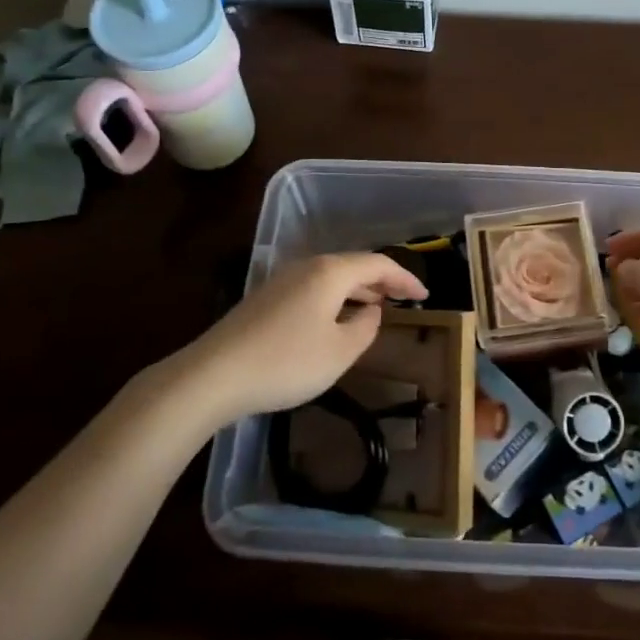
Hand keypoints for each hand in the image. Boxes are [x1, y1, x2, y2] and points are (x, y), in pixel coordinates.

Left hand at [182, 253, 427, 420]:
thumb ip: (365, 328)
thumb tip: (370, 312)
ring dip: (358, 290)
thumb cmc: (286, 362)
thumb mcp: (339, 352)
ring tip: (376, 308)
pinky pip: (314, 288)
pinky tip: (336, 320)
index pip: (378, 264)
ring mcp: (283, 280)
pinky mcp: (266, 298)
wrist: (214, 375)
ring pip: (332, 277)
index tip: (426, 296)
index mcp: (331, 272)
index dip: (405, 278)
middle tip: (405, 299)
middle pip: (354, 265)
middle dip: (382, 281)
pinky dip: (336, 298)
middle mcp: (308, 266)